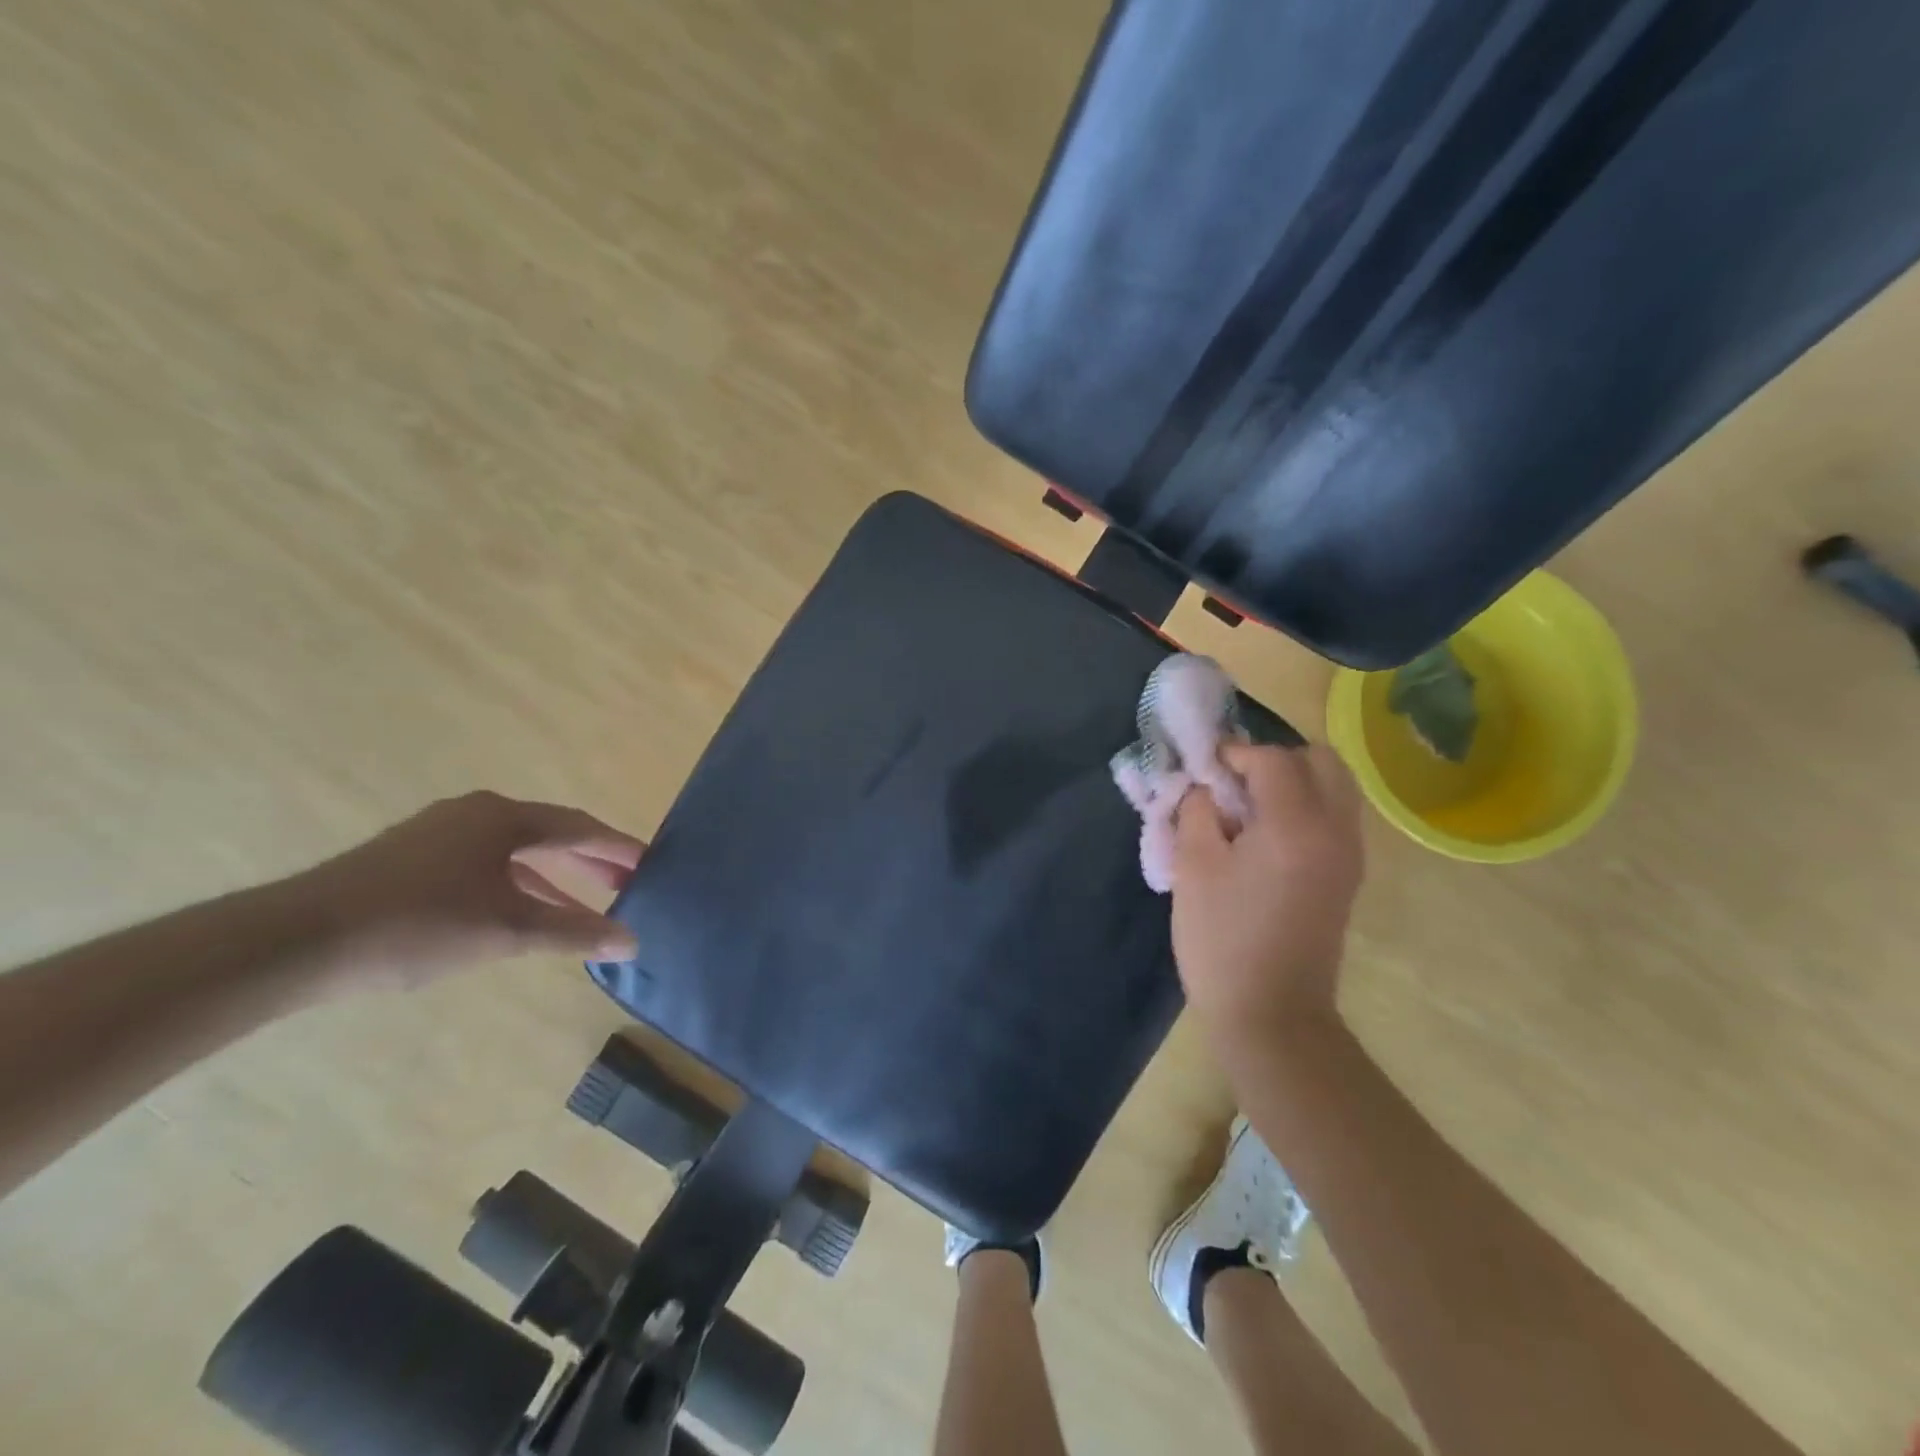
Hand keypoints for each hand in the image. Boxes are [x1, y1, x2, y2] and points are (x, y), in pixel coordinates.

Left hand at [288, 791, 645, 992]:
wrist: (294, 942)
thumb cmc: (417, 925)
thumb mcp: (507, 931)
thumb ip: (574, 933)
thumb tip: (631, 942)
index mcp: (503, 817)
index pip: (580, 827)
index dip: (618, 848)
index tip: (651, 866)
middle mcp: (476, 814)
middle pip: (550, 835)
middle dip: (591, 862)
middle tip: (627, 885)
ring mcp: (440, 835)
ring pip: (516, 853)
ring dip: (554, 879)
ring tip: (587, 906)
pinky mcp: (413, 860)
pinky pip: (486, 867)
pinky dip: (516, 888)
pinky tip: (525, 916)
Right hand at [1171, 742, 1363, 1056]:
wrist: (1271, 1014)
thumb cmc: (1221, 939)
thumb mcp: (1193, 866)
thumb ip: (1198, 810)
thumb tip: (1207, 787)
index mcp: (1295, 825)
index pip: (1273, 759)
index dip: (1235, 753)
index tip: (1205, 767)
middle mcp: (1335, 830)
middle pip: (1322, 760)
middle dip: (1276, 758)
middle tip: (1234, 782)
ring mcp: (1350, 854)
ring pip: (1335, 786)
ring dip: (1294, 780)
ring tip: (1249, 807)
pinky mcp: (1348, 875)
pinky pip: (1335, 815)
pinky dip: (1306, 805)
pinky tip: (1266, 834)